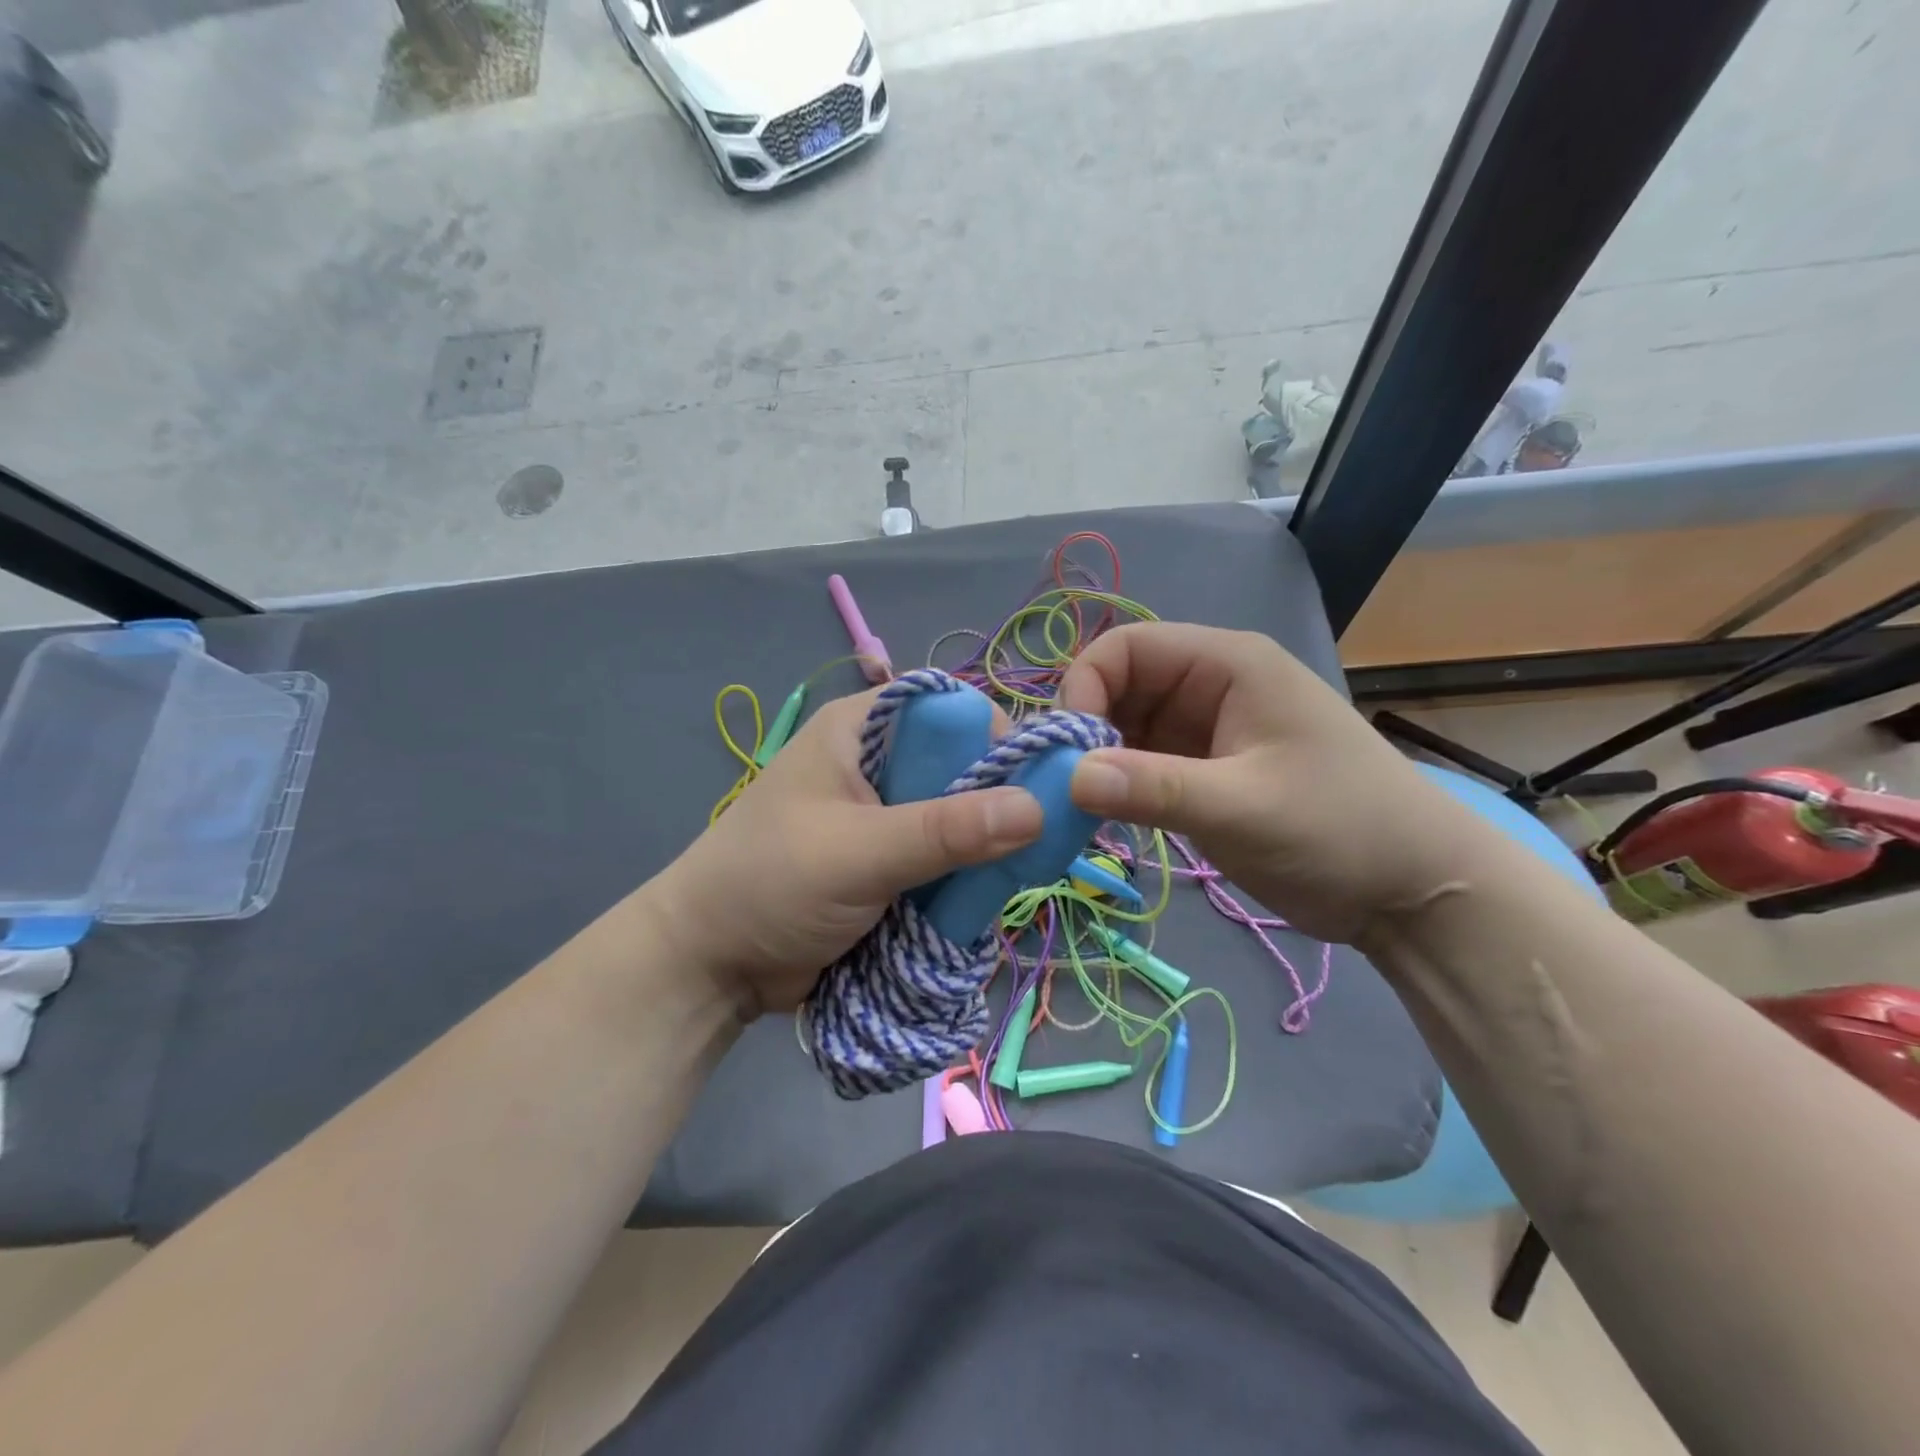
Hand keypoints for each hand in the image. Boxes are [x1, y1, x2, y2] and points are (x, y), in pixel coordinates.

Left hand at [646, 691, 1043, 1017]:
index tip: (1038, 787)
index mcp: (860, 731)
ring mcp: (885, 815)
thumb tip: (1038, 808)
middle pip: (962, 766)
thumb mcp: (859, 853)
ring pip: (960, 816)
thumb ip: (945, 831)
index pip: (949, 710)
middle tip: (1040, 841)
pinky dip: (966, 876)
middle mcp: (877, 763)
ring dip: (986, 847)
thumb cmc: (771, 885)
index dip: (997, 738)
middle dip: (999, 802)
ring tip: (1020, 877)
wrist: (709, 965)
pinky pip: (946, 857)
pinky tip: (989, 897)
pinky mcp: (889, 860)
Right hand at [1058, 623, 1480, 943]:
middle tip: (1063, 787)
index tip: (1067, 751)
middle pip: (1119, 687)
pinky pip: (1142, 763)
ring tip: (1078, 808)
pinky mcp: (1204, 771)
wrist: (1413, 890)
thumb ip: (1153, 788)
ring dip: (1097, 761)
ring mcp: (1206, 730)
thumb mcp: (1243, 807)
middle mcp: (1210, 686)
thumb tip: (1066, 776)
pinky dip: (1117, 785)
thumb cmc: (1340, 829)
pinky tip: (1104, 817)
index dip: (1084, 687)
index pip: (1126, 648)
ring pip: (1125, 728)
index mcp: (1226, 664)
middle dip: (1085, 730)